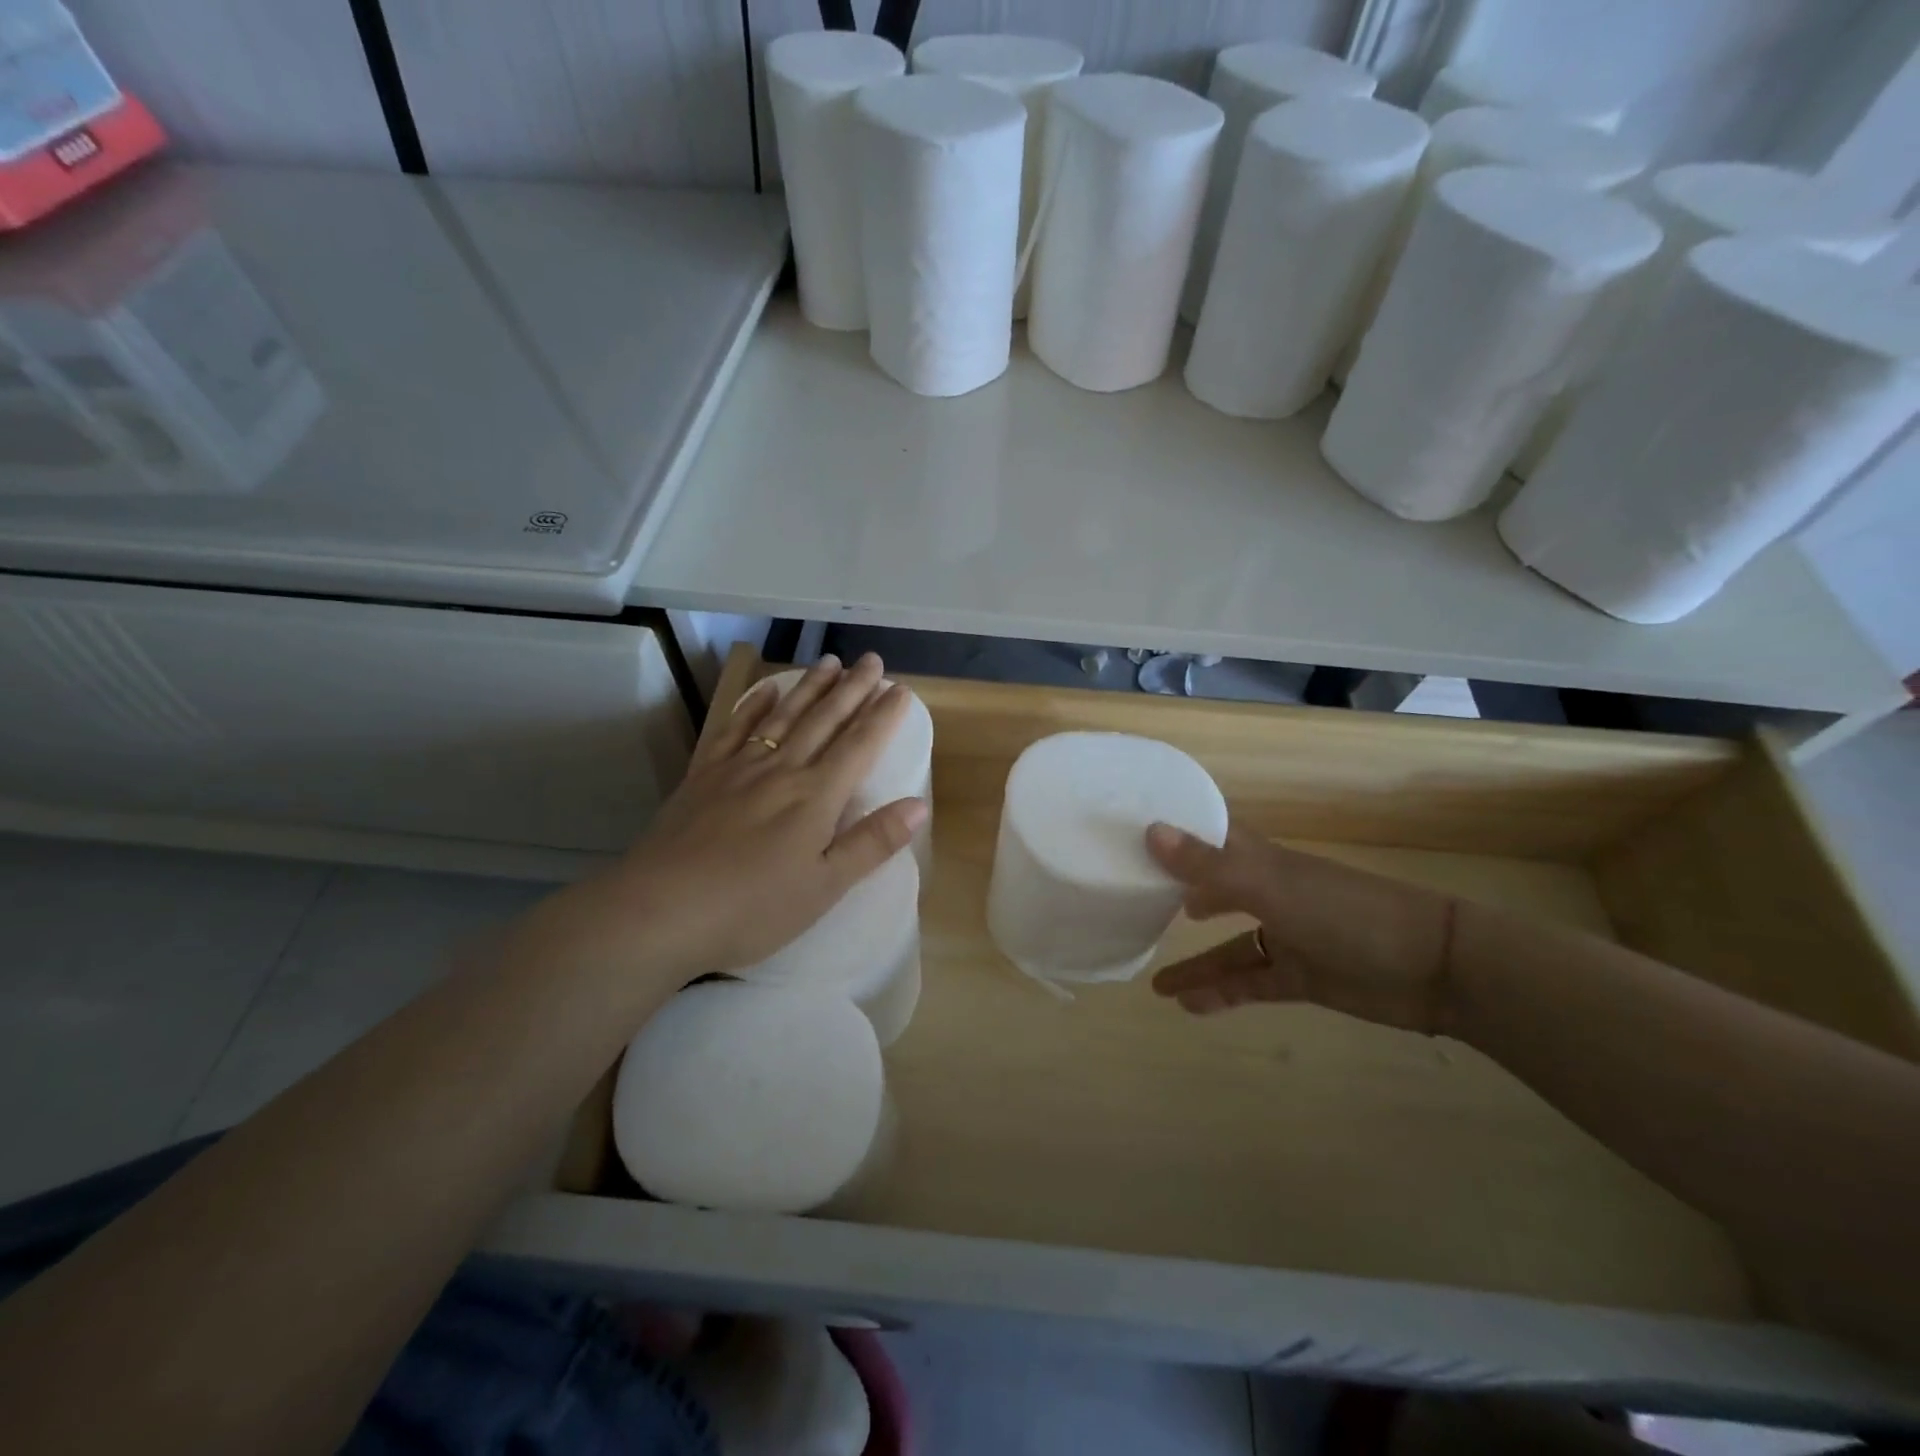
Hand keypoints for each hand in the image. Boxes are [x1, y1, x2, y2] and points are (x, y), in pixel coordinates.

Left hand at [533, 654, 926, 989]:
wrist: (660, 910)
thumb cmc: (752, 908)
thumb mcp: (825, 886)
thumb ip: (872, 842)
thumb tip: (919, 805)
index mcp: (816, 796)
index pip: (860, 745)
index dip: (883, 716)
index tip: (902, 689)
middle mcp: (782, 770)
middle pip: (824, 720)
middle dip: (852, 689)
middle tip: (872, 660)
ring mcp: (739, 768)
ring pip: (783, 716)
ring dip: (810, 687)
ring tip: (830, 662)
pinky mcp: (704, 776)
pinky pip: (734, 730)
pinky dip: (753, 706)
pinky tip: (766, 691)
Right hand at [1145, 823, 1457, 1034]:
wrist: (1436, 968)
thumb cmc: (1347, 912)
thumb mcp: (1272, 887)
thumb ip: (1211, 866)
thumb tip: (1150, 831)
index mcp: (1262, 860)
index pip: (1211, 838)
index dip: (1176, 834)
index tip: (1131, 834)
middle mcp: (1270, 893)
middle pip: (1215, 890)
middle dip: (1178, 897)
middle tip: (1136, 905)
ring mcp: (1288, 937)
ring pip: (1230, 947)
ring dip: (1196, 963)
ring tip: (1154, 983)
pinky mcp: (1302, 977)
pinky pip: (1252, 982)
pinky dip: (1223, 993)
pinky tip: (1191, 1007)